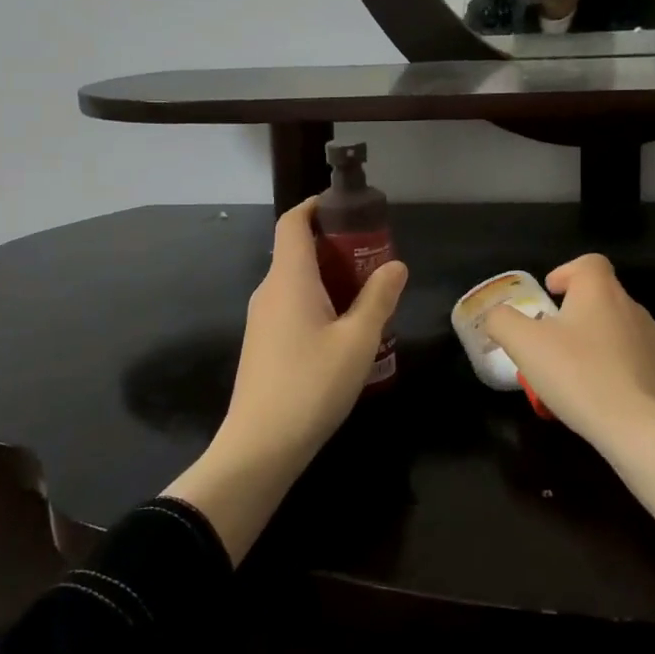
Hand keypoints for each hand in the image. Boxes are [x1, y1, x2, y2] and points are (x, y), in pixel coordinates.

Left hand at [220, 199, 407, 464]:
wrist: (259, 447)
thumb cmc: (311, 384)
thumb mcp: (358, 340)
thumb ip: (379, 298)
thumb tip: (395, 265)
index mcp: (289, 279)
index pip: (293, 222)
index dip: (316, 206)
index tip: (349, 208)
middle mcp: (269, 290)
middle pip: (297, 250)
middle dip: (335, 245)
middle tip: (374, 256)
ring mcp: (262, 319)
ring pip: (296, 281)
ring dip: (329, 277)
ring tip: (368, 293)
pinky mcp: (263, 344)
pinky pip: (292, 306)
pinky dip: (318, 301)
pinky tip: (345, 329)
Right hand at [482, 254, 654, 450]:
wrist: (642, 429)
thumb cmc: (578, 376)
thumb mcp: (524, 345)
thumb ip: (502, 321)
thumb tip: (497, 315)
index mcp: (600, 292)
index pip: (589, 263)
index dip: (568, 272)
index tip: (552, 295)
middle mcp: (635, 308)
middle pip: (606, 299)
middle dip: (582, 315)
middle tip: (558, 345)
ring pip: (628, 332)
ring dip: (607, 344)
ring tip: (586, 375)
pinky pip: (650, 364)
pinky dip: (633, 373)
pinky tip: (618, 397)